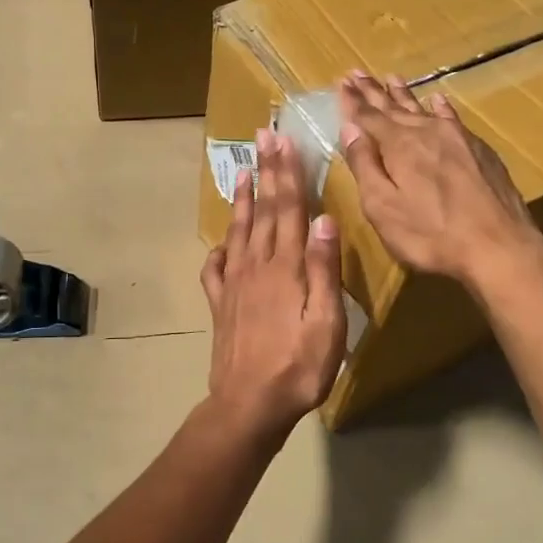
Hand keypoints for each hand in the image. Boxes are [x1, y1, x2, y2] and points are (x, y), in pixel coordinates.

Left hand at [200, 127, 346, 442]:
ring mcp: (233, 284)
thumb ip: (323, 269)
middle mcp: (255, 266)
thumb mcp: (326, 321)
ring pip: (239, 231)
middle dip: (265, 172)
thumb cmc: (299, 366)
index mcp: (284, 266)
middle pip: (263, 210)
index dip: (287, 173)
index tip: (284, 141)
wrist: (249, 404)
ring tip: (242, 172)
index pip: (288, 208)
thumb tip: (324, 218)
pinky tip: (220, 243)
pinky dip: (218, 250)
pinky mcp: (220, 304)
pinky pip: (215, 269)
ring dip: (242, 200)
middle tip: (262, 138)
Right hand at [338, 70, 542, 294]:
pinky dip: (440, 107)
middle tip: (357, 72)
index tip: (340, 82)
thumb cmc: (430, 234)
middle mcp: (427, 132)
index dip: (351, 101)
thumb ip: (365, 165)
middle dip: (372, 91)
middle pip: (393, 107)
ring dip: (404, 94)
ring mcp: (457, 139)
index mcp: (399, 145)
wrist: (499, 246)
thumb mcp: (383, 207)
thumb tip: (350, 128)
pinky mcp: (480, 151)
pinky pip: (452, 118)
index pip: (367, 116)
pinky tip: (438, 100)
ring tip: (391, 78)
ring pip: (423, 108)